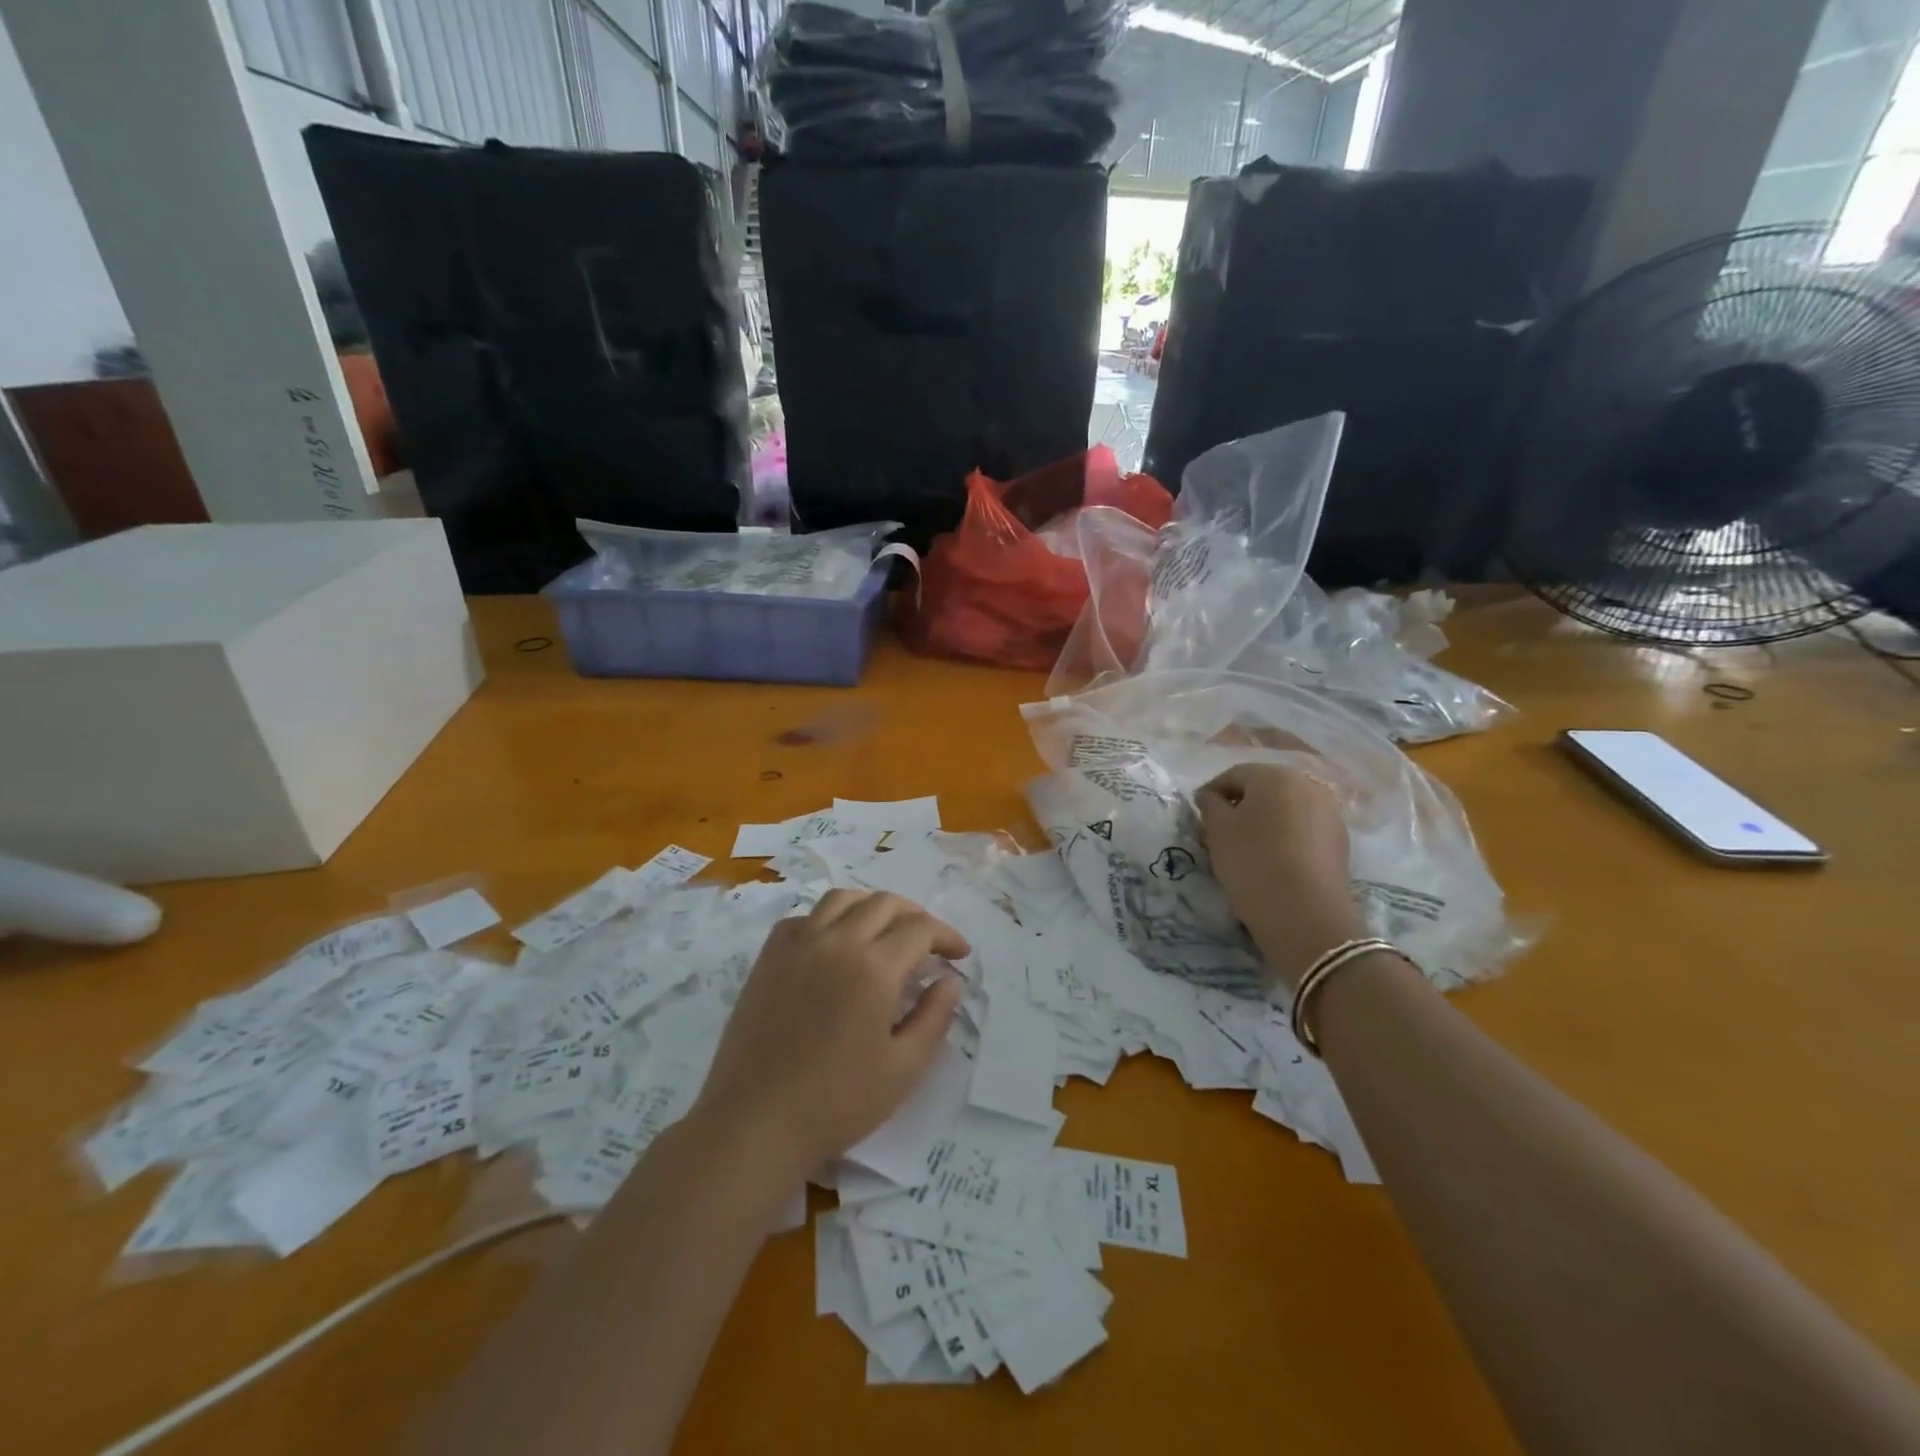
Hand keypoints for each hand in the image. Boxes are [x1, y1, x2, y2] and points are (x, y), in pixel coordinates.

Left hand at [696, 890, 969, 1174]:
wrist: (755, 1121)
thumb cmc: (836, 1102)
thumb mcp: (902, 1069)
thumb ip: (934, 1018)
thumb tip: (950, 981)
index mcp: (874, 967)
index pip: (920, 929)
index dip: (946, 936)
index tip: (959, 955)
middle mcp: (837, 941)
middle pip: (884, 903)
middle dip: (915, 916)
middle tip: (928, 943)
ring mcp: (798, 945)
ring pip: (842, 899)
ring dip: (872, 906)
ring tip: (884, 930)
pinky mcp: (769, 957)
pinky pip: (804, 918)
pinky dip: (828, 919)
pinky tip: (834, 944)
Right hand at [1197, 764, 1365, 993]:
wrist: (1305, 914)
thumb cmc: (1252, 862)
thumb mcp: (1217, 830)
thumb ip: (1210, 804)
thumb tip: (1211, 796)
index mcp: (1275, 776)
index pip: (1234, 775)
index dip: (1211, 792)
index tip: (1198, 814)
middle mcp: (1307, 785)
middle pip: (1264, 788)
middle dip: (1241, 805)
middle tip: (1220, 830)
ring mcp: (1329, 811)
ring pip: (1286, 808)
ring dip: (1265, 820)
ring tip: (1248, 846)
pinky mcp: (1340, 839)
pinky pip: (1304, 827)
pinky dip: (1287, 836)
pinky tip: (1275, 859)